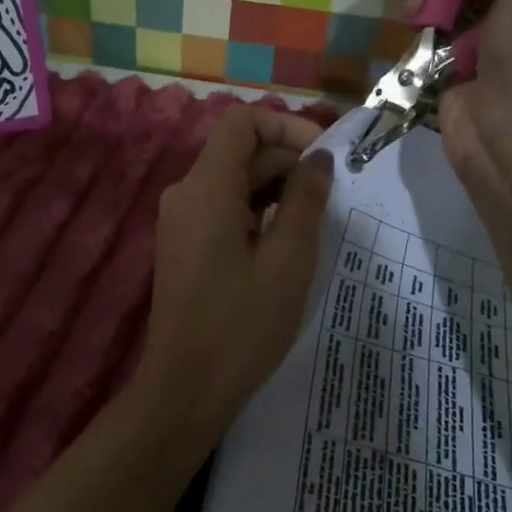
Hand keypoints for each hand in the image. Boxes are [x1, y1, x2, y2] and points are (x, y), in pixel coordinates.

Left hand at [136, 105, 333, 443]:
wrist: (184, 389)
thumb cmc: (241, 325)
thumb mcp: (288, 260)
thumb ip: (305, 200)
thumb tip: (319, 160)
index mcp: (206, 187)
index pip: (241, 121)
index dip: (284, 125)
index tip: (322, 155)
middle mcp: (186, 192)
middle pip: (239, 151)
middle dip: (286, 161)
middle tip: (331, 195)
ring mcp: (180, 219)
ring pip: (233, 180)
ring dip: (274, 187)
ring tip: (315, 218)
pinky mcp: (183, 242)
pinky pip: (222, 206)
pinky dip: (255, 209)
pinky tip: (284, 239)